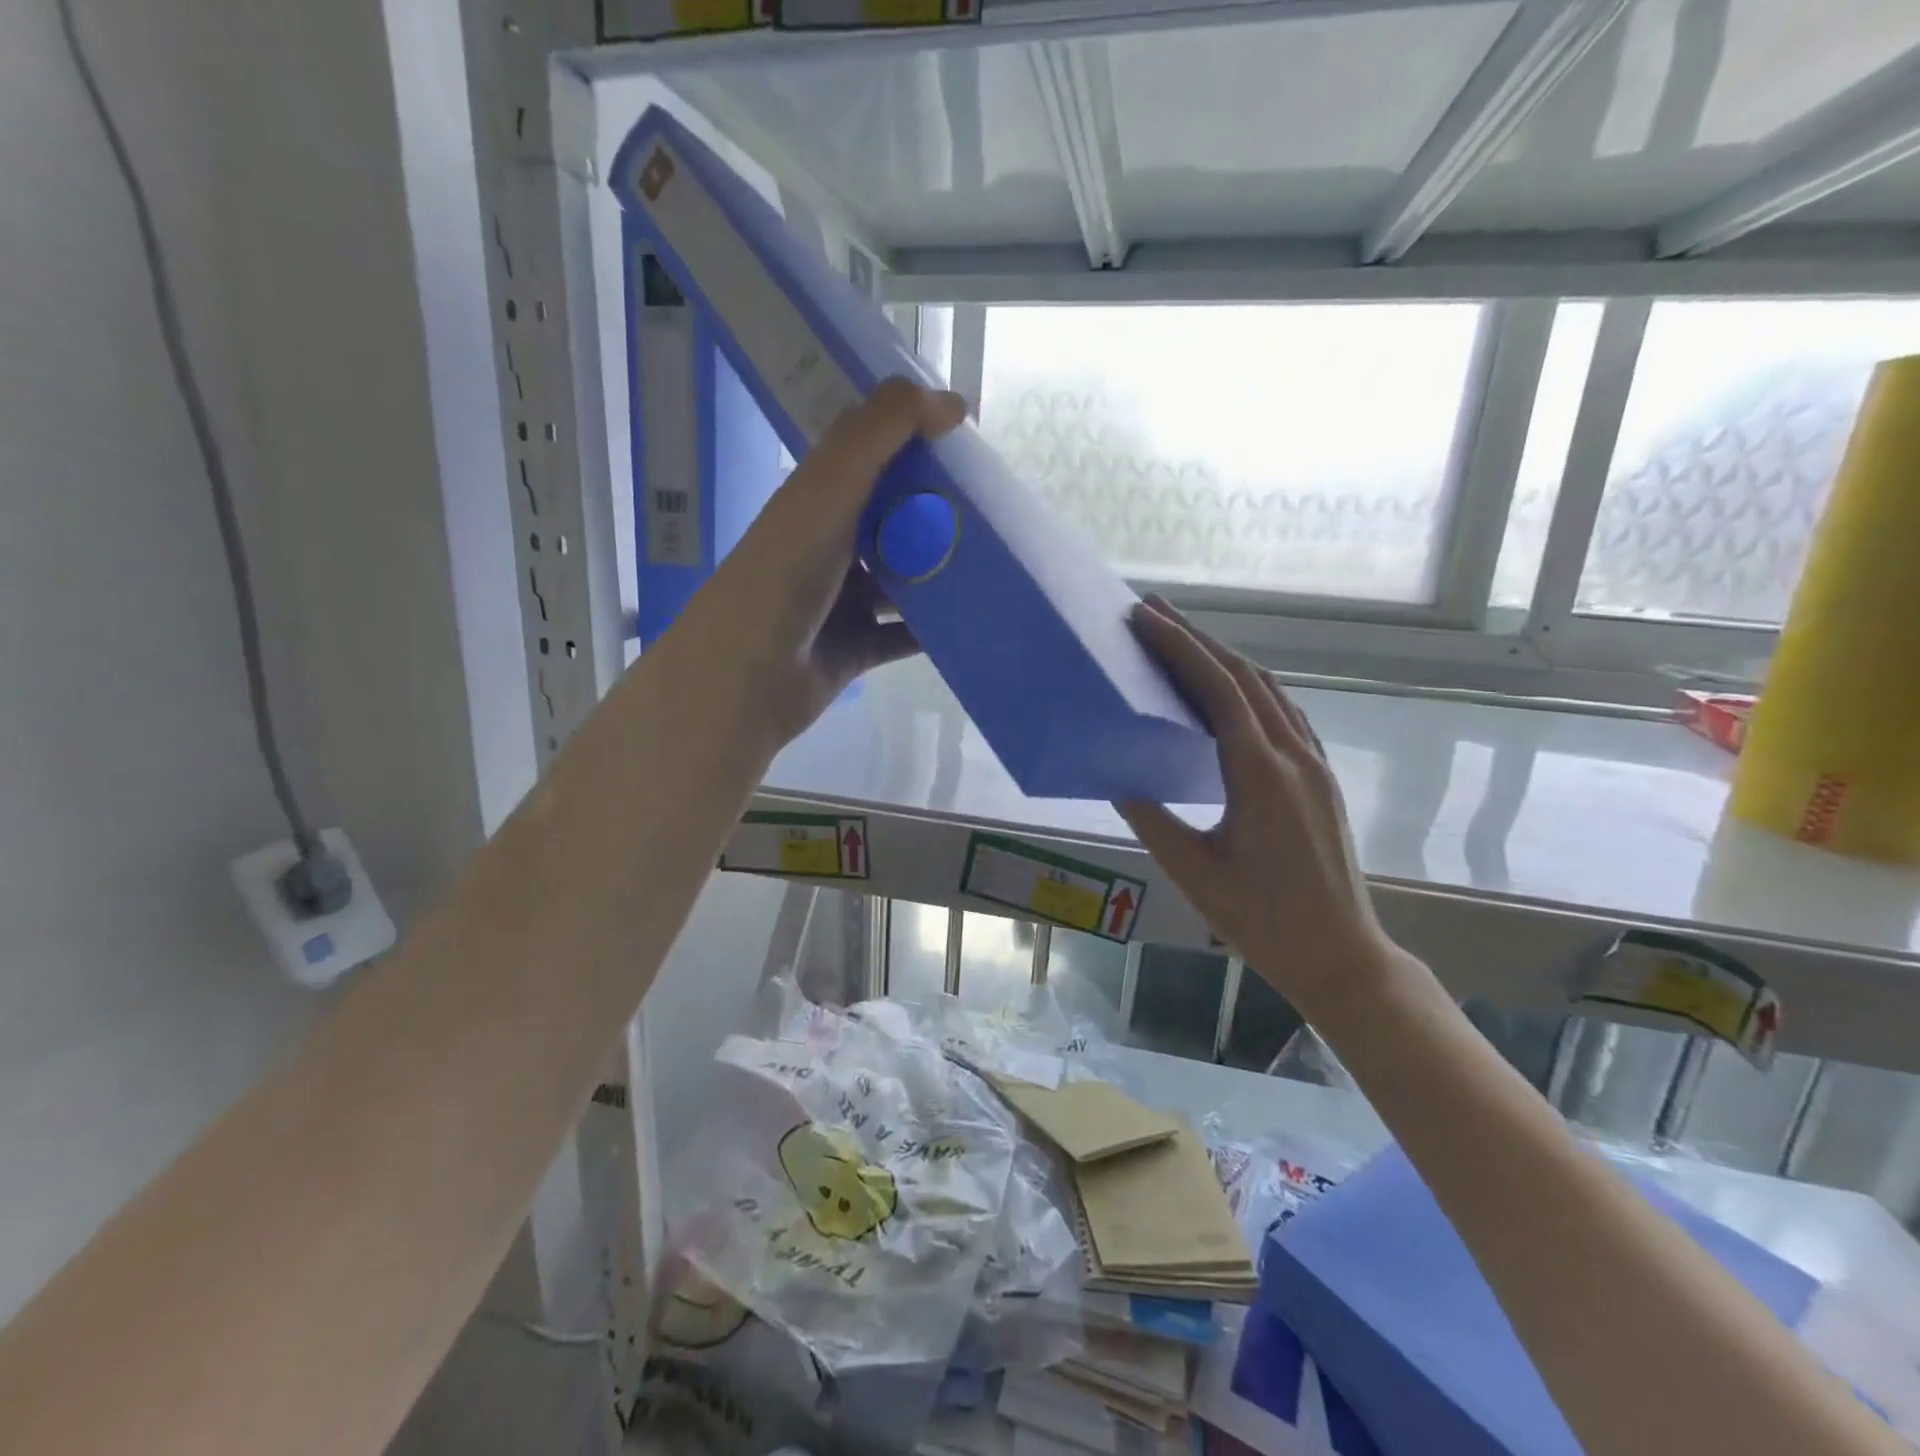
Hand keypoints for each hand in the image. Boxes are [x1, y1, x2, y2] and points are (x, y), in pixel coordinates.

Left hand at [677, 377, 967, 746]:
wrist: (747, 676)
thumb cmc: (784, 575)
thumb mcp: (829, 489)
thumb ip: (881, 433)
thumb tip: (952, 401)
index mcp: (817, 500)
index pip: (870, 457)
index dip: (914, 443)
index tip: (968, 442)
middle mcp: (829, 546)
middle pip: (892, 520)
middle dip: (938, 513)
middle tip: (994, 509)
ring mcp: (842, 601)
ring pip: (903, 581)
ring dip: (941, 573)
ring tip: (996, 564)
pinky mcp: (856, 648)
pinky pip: (904, 635)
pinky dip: (934, 629)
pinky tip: (974, 619)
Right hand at [1115, 598, 1407, 1018]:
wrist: (1341, 955)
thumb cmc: (1262, 921)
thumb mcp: (1193, 871)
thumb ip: (1152, 818)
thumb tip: (1119, 777)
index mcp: (1261, 774)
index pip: (1218, 690)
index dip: (1180, 648)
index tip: (1144, 617)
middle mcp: (1293, 755)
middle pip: (1244, 677)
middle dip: (1197, 639)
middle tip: (1153, 612)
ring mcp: (1314, 763)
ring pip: (1268, 690)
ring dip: (1224, 659)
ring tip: (1182, 642)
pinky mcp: (1321, 778)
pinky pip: (1284, 713)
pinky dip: (1248, 688)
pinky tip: (1228, 694)